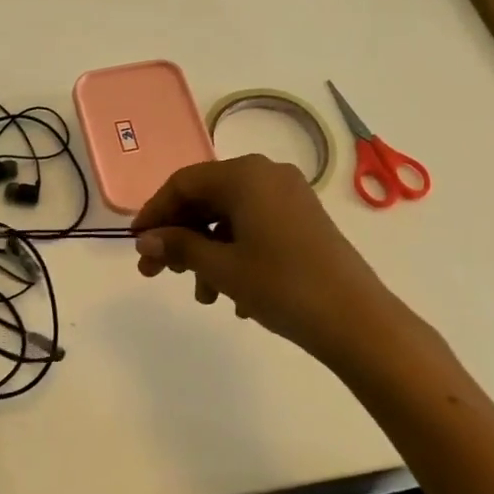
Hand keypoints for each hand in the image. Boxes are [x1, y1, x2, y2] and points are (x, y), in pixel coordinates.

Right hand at [132, 155, 403, 369]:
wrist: (357, 319)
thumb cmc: (281, 285)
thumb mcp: (221, 268)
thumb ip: (178, 247)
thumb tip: (145, 240)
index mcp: (244, 174)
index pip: (183, 183)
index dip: (154, 212)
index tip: (136, 244)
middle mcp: (266, 174)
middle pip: (207, 198)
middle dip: (179, 237)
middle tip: (157, 274)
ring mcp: (289, 196)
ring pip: (230, 216)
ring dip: (207, 252)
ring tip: (203, 295)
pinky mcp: (304, 219)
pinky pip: (255, 226)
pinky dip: (236, 253)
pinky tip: (234, 296)